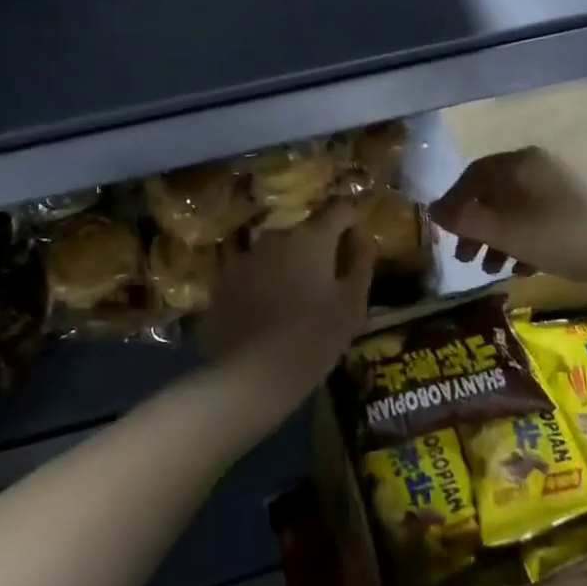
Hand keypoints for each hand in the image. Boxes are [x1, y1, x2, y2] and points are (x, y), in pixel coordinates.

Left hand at [195, 201, 371, 425]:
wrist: (246, 377)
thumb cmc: (311, 339)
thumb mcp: (352, 306)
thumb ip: (361, 264)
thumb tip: (362, 238)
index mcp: (312, 237)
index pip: (340, 208)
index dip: (353, 219)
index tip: (359, 242)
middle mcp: (276, 236)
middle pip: (307, 231)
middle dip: (322, 248)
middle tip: (332, 281)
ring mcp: (246, 257)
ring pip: (280, 252)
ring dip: (293, 266)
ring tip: (301, 301)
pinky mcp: (225, 282)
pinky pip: (257, 273)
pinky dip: (268, 284)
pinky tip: (272, 315)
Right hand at [431, 147, 586, 288]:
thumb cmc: (565, 236)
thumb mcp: (510, 232)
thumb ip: (469, 222)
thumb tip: (434, 211)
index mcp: (519, 164)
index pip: (472, 176)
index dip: (452, 203)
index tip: (440, 233)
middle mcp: (538, 167)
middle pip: (494, 193)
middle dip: (475, 225)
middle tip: (464, 257)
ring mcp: (561, 187)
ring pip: (516, 209)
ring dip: (498, 238)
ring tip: (491, 270)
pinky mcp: (579, 209)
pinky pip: (539, 220)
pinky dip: (524, 241)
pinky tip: (523, 269)